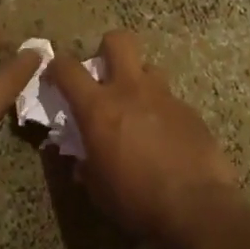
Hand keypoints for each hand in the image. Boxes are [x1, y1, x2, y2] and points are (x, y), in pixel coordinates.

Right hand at [45, 30, 243, 248]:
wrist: (195, 207)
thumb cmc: (135, 200)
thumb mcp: (97, 188)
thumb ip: (86, 163)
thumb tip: (82, 158)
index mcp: (99, 108)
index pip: (68, 69)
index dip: (57, 66)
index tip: (54, 74)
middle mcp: (131, 91)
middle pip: (118, 41)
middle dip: (107, 49)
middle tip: (104, 74)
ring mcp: (165, 97)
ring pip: (149, 68)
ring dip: (138, 81)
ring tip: (138, 108)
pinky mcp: (190, 111)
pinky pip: (170, 100)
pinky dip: (161, 111)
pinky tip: (165, 137)